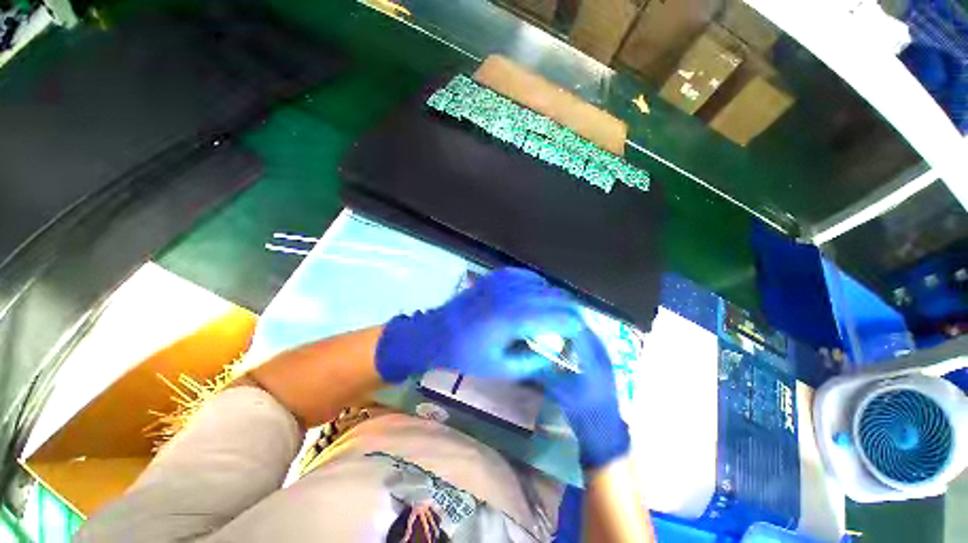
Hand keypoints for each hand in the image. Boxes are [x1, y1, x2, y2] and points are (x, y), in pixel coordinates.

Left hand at [375, 268, 585, 382]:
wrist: (436, 332)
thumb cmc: (466, 354)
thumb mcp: (502, 369)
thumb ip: (534, 361)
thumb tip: (557, 352)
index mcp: (515, 317)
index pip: (561, 316)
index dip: (574, 327)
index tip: (577, 338)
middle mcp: (514, 293)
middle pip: (558, 297)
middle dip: (569, 313)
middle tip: (567, 329)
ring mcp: (505, 280)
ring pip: (545, 285)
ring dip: (554, 300)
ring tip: (551, 317)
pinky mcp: (498, 275)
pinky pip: (528, 277)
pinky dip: (538, 288)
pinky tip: (533, 301)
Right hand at [539, 329, 629, 469]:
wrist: (606, 433)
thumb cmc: (583, 412)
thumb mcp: (559, 391)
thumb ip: (542, 372)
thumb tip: (526, 356)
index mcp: (592, 359)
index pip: (577, 329)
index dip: (562, 319)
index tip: (546, 313)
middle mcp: (602, 354)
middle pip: (584, 328)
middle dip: (566, 320)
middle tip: (548, 316)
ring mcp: (606, 358)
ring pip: (588, 333)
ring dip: (573, 327)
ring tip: (555, 323)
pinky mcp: (605, 363)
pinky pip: (591, 342)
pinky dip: (578, 336)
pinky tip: (567, 339)